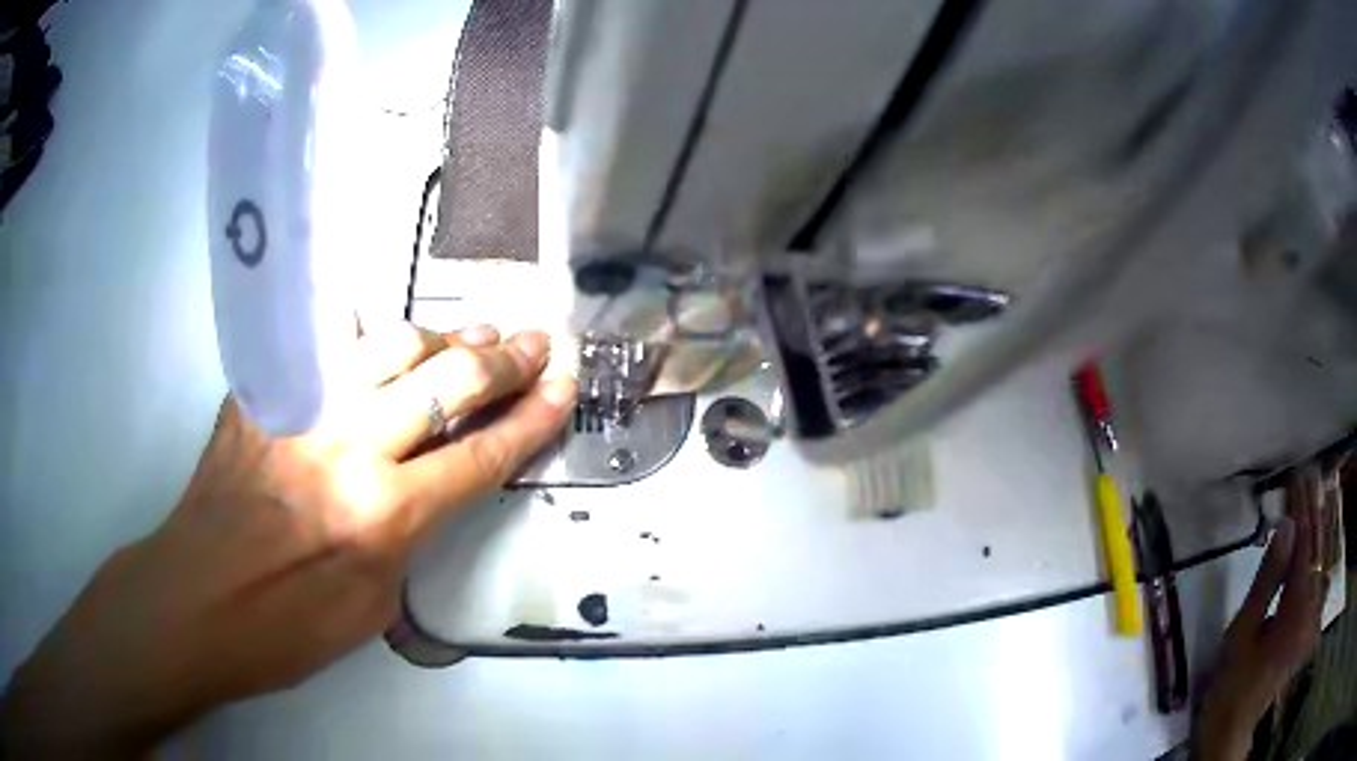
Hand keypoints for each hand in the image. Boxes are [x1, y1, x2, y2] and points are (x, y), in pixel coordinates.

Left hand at [0, 323, 575, 758]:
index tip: (564, 385)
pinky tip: (383, 340)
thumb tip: (428, 489)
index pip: (481, 454)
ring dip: (441, 337)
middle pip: (445, 384)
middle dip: (503, 360)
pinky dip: (365, 339)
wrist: (195, 601)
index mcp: (382, 516)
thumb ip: (408, 537)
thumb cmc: (286, 628)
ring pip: (389, 345)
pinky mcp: (260, 395)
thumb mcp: (372, 607)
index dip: (532, 418)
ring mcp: (298, 410)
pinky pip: (322, 346)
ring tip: (472, 333)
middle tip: (536, 339)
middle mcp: (348, 449)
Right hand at [1197, 477, 1327, 760]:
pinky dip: (1319, 563)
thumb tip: (1286, 527)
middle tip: (1308, 482)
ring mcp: (1313, 621)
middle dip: (1314, 515)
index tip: (1299, 476)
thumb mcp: (1242, 631)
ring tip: (1314, 509)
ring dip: (1319, 536)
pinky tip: (1315, 554)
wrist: (1233, 727)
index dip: (1303, 508)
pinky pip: (1320, 586)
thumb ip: (1268, 578)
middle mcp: (1313, 608)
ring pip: (1323, 566)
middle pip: (1319, 551)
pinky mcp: (1310, 632)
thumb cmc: (1232, 681)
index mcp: (1297, 608)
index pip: (1306, 544)